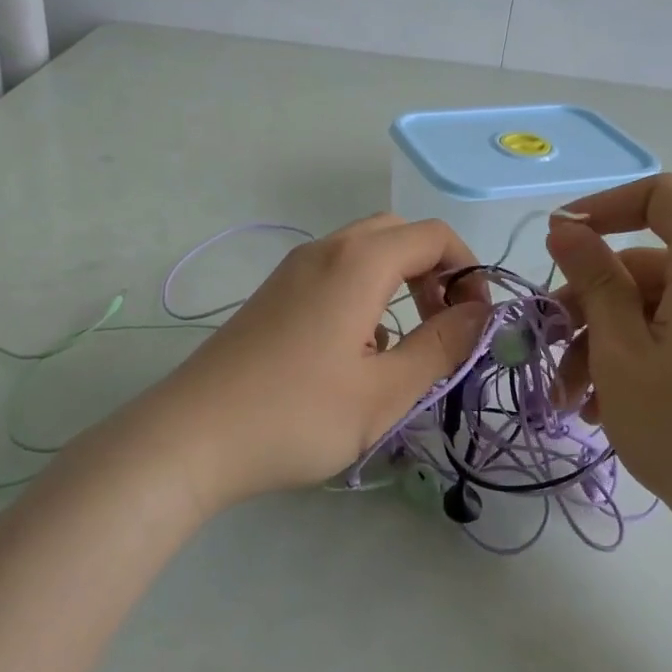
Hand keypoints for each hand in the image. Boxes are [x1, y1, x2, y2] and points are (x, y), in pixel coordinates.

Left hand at [132, 215, 490, 508]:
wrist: (190, 437)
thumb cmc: (297, 415)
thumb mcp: (385, 391)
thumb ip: (442, 346)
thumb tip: (480, 313)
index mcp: (358, 262)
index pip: (433, 236)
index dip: (467, 272)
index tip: (475, 323)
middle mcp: (325, 251)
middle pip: (398, 234)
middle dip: (434, 271)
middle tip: (443, 324)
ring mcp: (293, 271)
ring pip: (365, 252)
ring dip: (400, 282)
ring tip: (403, 345)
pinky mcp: (274, 295)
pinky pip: (335, 273)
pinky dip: (365, 294)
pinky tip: (356, 353)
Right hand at [546, 174, 671, 516]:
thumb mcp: (620, 351)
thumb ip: (593, 280)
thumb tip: (566, 230)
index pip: (659, 196)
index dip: (603, 208)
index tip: (558, 244)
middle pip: (649, 261)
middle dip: (590, 302)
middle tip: (550, 350)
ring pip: (659, 303)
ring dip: (607, 339)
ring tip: (572, 397)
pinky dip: (641, 352)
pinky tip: (604, 403)